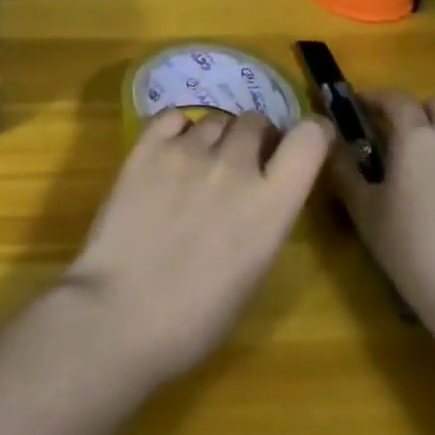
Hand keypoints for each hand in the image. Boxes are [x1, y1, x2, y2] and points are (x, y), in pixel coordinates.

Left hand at [63, 110, 331, 385]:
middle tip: (243, 162)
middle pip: (255, 122)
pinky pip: (174, 116)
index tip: (308, 138)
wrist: (121, 312)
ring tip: (201, 164)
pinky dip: (179, 129)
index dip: (312, 133)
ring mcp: (188, 150)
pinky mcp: (148, 145)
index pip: (309, 140)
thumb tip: (260, 189)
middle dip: (256, 138)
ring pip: (215, 119)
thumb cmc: (195, 317)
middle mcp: (234, 165)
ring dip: (217, 137)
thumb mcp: (252, 272)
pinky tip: (172, 151)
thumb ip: (264, 218)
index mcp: (271, 205)